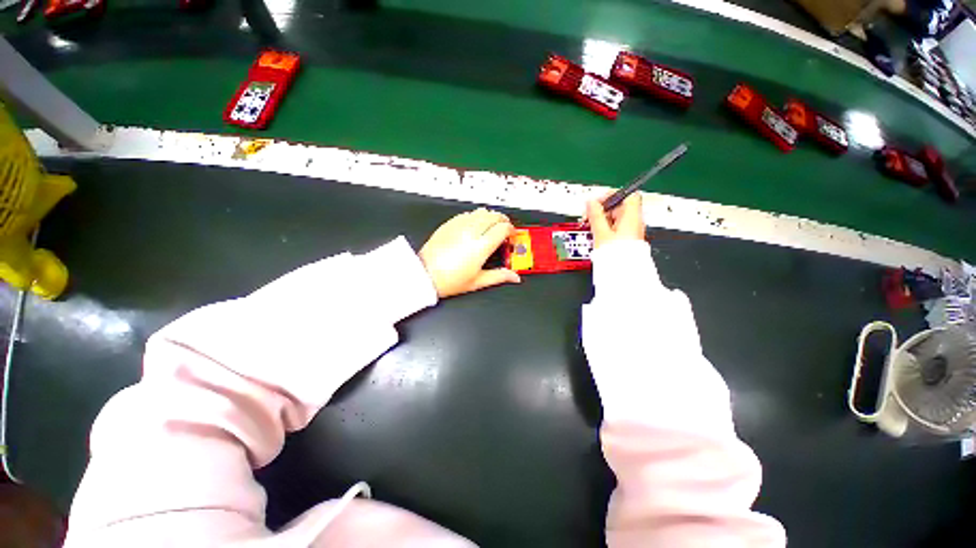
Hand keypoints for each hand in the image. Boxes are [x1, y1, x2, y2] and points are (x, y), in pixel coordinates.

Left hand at [419, 208, 520, 297]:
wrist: (424, 275)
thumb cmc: (448, 280)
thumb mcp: (478, 281)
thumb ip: (499, 276)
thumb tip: (513, 276)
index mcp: (481, 246)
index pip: (503, 228)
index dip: (511, 230)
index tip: (511, 235)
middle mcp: (471, 232)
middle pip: (493, 216)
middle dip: (503, 220)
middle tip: (505, 227)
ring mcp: (459, 226)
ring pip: (480, 212)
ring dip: (489, 216)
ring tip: (491, 225)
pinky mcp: (448, 225)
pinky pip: (466, 214)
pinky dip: (475, 216)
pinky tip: (474, 224)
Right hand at [585, 193, 644, 249]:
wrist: (624, 274)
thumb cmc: (617, 255)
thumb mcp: (601, 233)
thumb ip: (595, 215)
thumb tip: (590, 202)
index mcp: (631, 216)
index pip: (626, 194)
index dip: (611, 195)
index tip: (597, 202)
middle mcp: (634, 222)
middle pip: (619, 206)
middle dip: (602, 209)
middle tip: (589, 215)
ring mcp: (631, 231)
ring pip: (616, 217)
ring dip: (602, 219)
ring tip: (591, 226)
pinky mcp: (626, 239)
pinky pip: (616, 227)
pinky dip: (606, 227)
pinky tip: (597, 234)